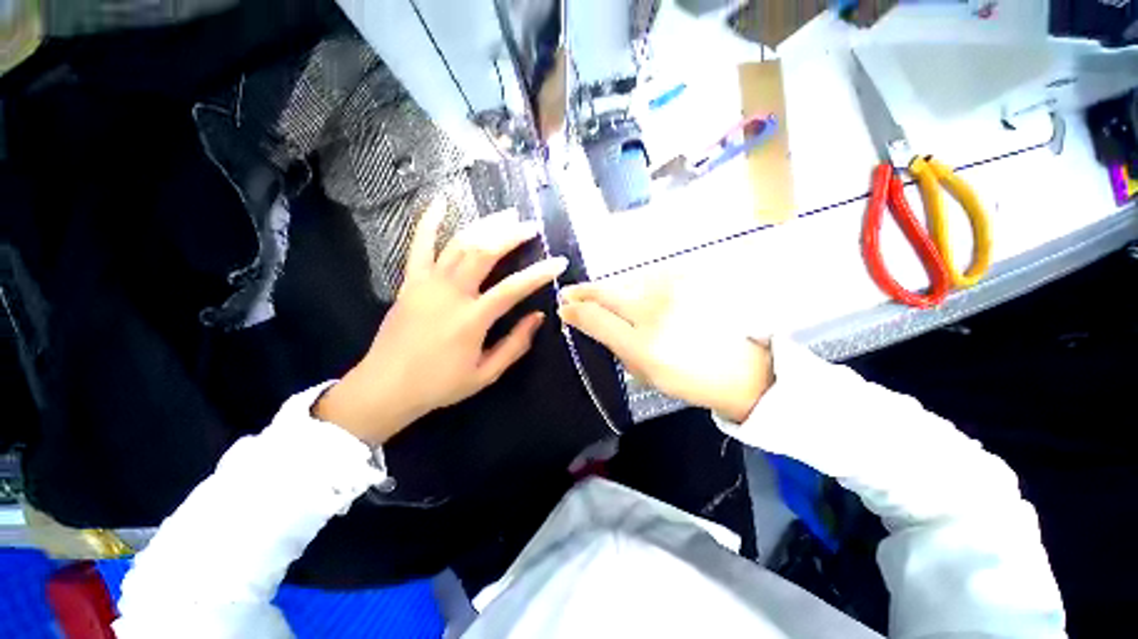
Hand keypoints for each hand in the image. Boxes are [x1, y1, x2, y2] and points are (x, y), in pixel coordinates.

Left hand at [315, 199, 566, 444]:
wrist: (385, 387)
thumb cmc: (440, 384)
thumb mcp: (486, 374)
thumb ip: (515, 345)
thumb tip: (537, 317)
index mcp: (471, 320)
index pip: (513, 288)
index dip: (539, 273)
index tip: (559, 261)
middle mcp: (450, 294)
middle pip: (484, 253)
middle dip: (511, 235)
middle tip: (531, 226)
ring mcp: (427, 283)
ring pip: (459, 244)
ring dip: (485, 225)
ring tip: (506, 215)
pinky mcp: (410, 282)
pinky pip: (419, 245)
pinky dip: (429, 221)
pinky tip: (441, 201)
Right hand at [558, 276, 772, 422]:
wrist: (740, 367)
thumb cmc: (686, 376)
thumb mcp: (641, 367)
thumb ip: (607, 339)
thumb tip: (577, 318)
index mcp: (643, 339)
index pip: (596, 313)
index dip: (575, 306)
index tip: (563, 305)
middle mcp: (655, 306)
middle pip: (609, 290)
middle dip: (586, 292)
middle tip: (572, 294)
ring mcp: (673, 288)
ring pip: (627, 282)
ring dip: (611, 289)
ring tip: (603, 298)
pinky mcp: (687, 279)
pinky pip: (647, 279)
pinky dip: (635, 286)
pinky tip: (636, 296)